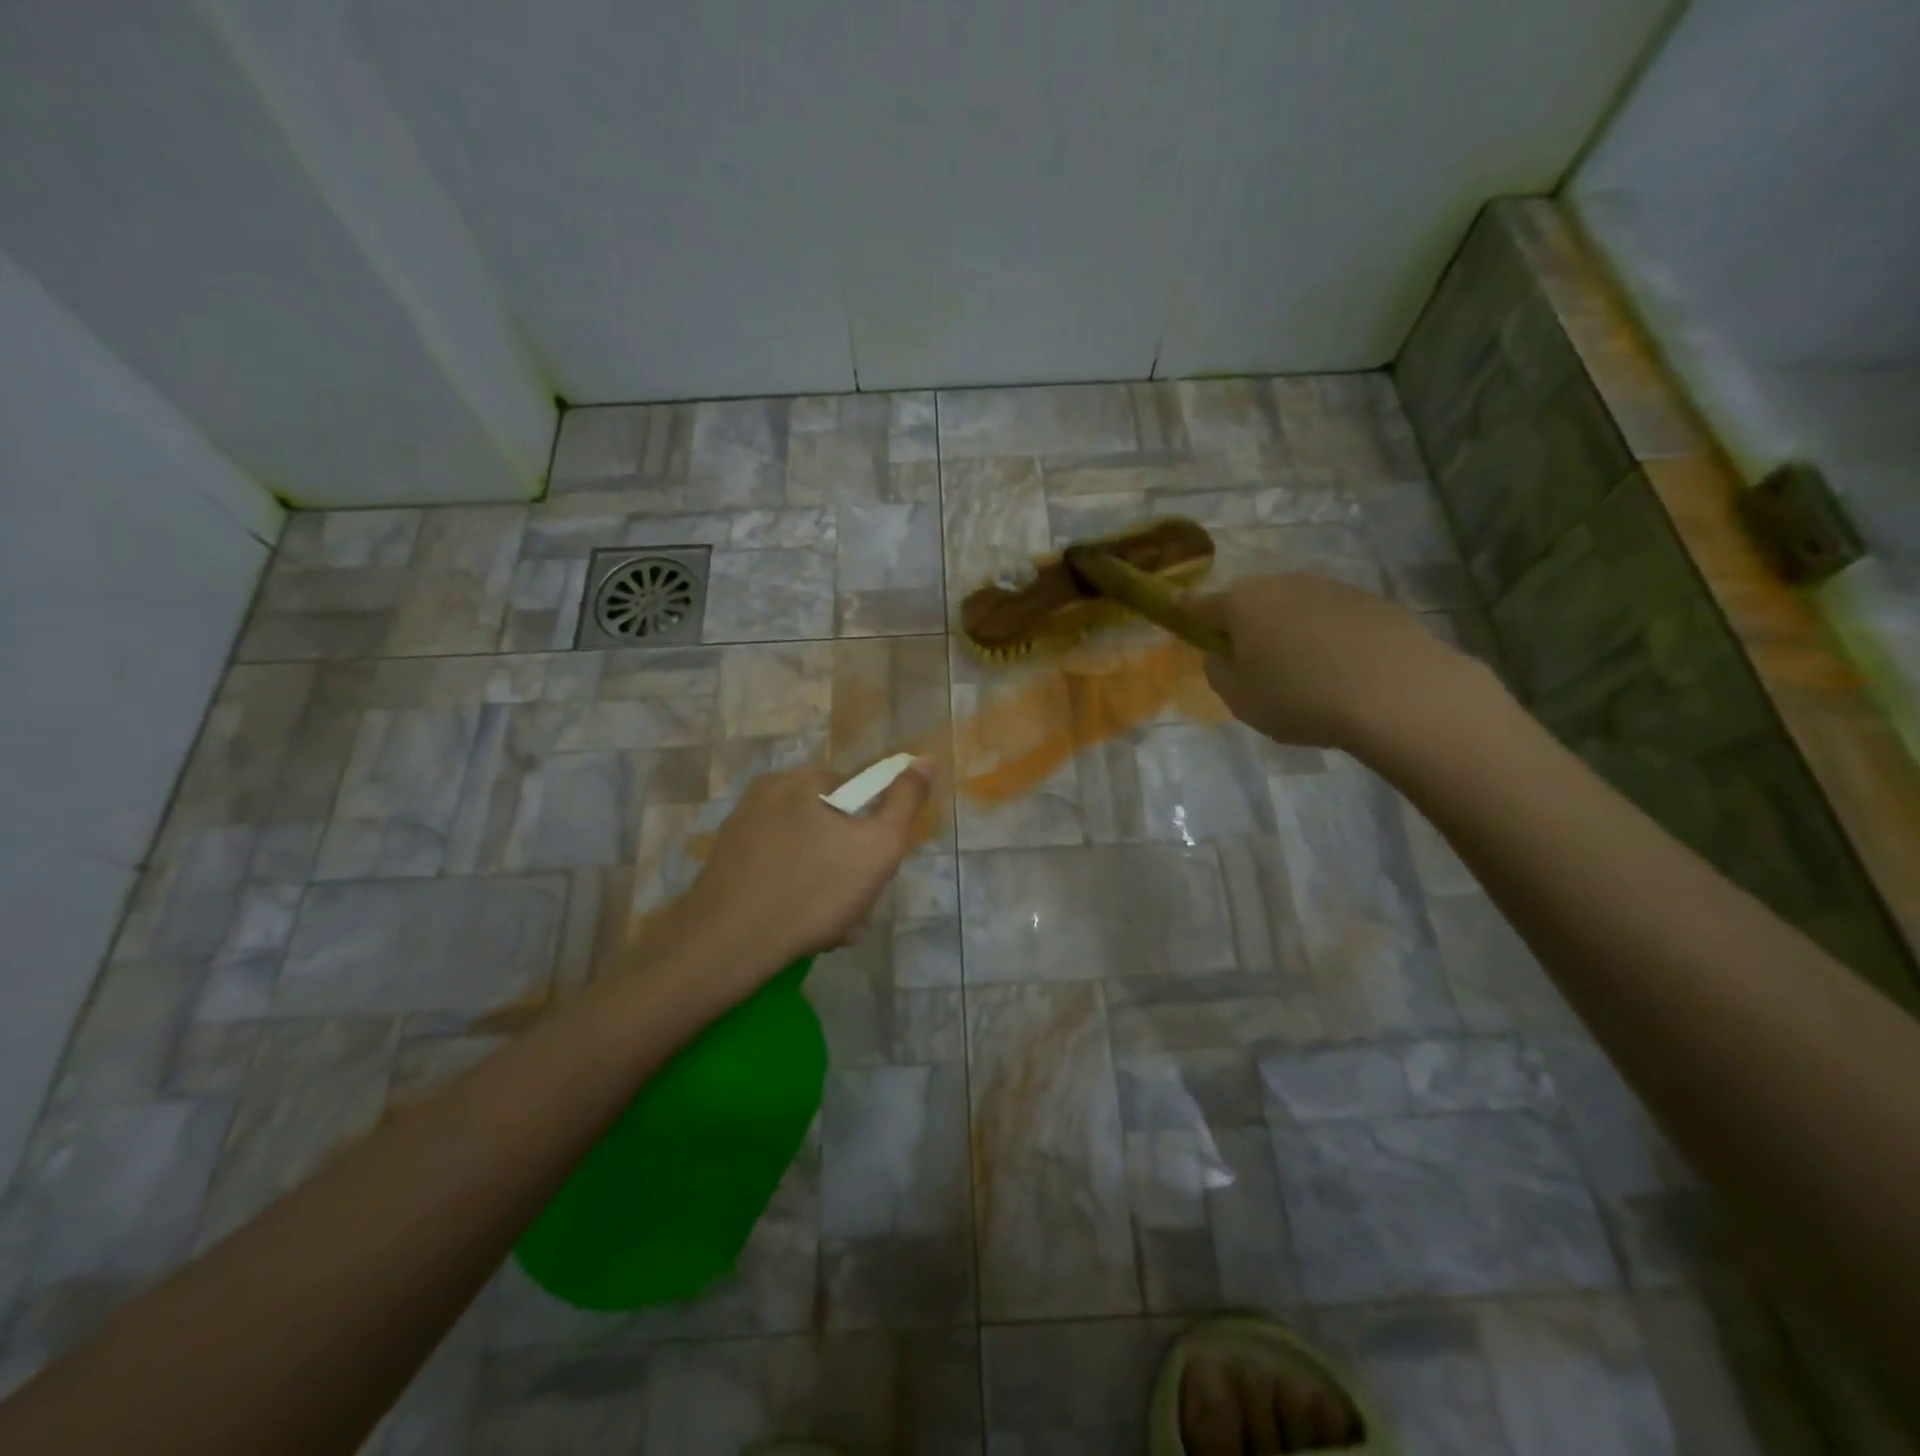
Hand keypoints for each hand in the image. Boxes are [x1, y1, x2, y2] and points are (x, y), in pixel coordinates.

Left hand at [653, 762, 932, 994]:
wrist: (725, 945)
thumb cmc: (812, 891)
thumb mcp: (879, 847)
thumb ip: (906, 801)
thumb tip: (924, 759)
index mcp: (803, 779)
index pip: (860, 795)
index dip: (875, 835)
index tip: (874, 873)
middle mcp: (768, 792)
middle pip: (832, 825)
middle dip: (850, 867)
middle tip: (853, 909)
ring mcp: (741, 827)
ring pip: (807, 852)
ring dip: (826, 886)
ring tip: (828, 927)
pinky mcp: (725, 860)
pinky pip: (778, 869)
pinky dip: (794, 892)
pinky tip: (798, 926)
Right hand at [1190, 572, 1486, 748]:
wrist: (1397, 692)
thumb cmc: (1300, 697)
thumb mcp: (1239, 699)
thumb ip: (1218, 671)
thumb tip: (1220, 653)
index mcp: (1242, 604)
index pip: (1200, 605)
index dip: (1186, 614)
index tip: (1180, 618)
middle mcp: (1283, 584)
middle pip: (1250, 601)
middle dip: (1244, 624)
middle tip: (1251, 661)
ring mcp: (1330, 587)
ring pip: (1294, 606)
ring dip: (1288, 628)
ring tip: (1301, 669)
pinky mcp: (1371, 600)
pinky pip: (1332, 617)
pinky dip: (1326, 635)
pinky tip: (1341, 668)